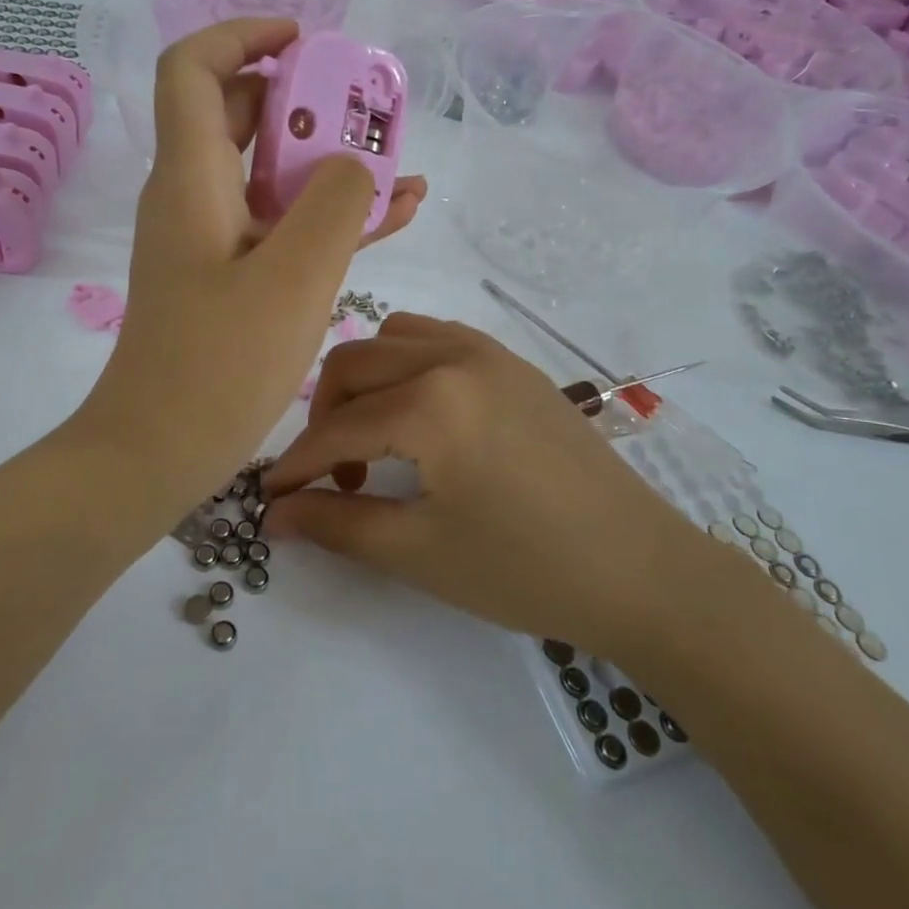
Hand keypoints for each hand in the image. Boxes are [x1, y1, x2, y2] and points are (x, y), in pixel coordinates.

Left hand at [78, 18, 426, 515]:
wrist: (158, 452)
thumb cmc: (218, 366)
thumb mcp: (294, 279)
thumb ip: (334, 204)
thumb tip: (353, 164)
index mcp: (191, 178)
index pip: (196, 70)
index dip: (243, 37)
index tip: (305, 42)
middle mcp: (194, 195)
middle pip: (242, 114)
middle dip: (307, 100)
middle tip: (368, 109)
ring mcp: (212, 237)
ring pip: (270, 172)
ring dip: (329, 162)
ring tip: (398, 166)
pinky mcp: (229, 275)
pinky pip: (281, 223)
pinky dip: (327, 213)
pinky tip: (393, 215)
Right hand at [263, 314, 687, 652]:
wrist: (640, 569)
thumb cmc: (525, 570)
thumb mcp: (418, 553)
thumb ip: (336, 524)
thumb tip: (273, 515)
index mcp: (431, 401)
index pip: (335, 427)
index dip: (294, 465)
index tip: (268, 498)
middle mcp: (453, 355)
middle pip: (353, 364)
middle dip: (323, 417)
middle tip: (326, 476)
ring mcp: (488, 350)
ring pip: (392, 338)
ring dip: (364, 382)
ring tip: (372, 440)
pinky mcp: (513, 361)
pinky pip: (437, 339)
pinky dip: (406, 365)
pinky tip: (418, 415)